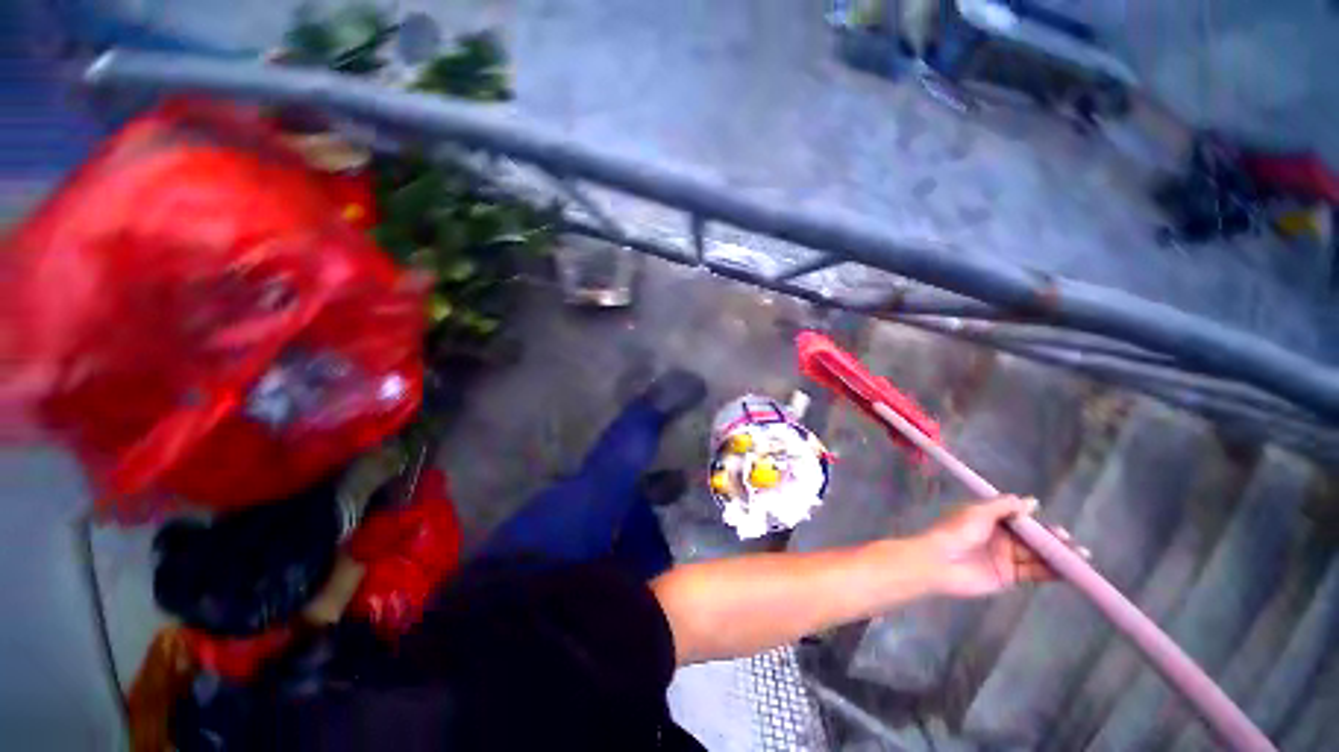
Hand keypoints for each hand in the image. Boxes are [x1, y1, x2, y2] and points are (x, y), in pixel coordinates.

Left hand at [917, 495, 1084, 597]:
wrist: (940, 561)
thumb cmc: (957, 531)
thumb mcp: (978, 512)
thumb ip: (1004, 506)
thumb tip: (1031, 501)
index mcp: (990, 519)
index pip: (1020, 519)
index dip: (1038, 522)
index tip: (1055, 526)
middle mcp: (1000, 537)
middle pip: (1032, 538)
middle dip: (1053, 540)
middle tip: (1071, 542)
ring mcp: (1005, 557)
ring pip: (1037, 555)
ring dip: (1058, 556)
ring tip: (1081, 556)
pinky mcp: (1008, 576)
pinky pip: (1034, 573)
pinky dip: (1052, 572)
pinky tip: (1070, 571)